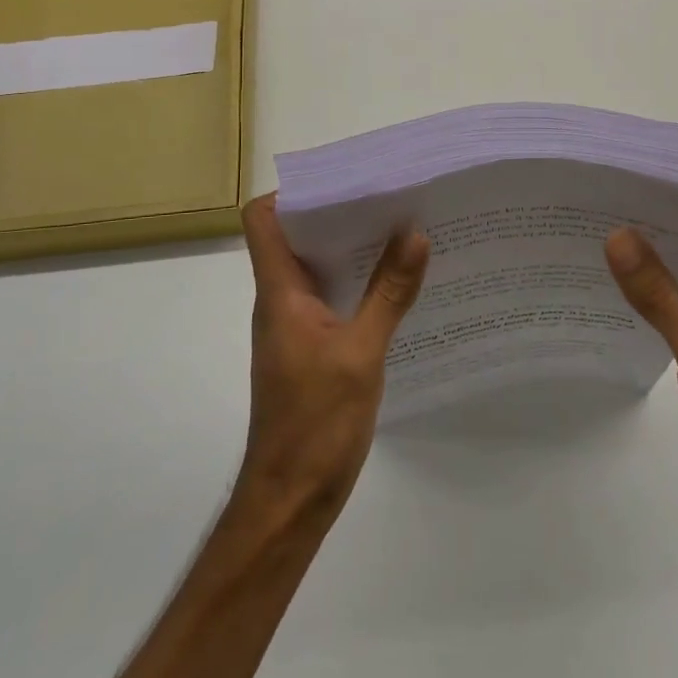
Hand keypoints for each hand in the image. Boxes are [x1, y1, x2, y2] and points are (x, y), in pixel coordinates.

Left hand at [237, 194, 429, 525]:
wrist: (291, 500)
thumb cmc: (316, 424)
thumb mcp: (361, 354)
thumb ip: (388, 293)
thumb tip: (414, 232)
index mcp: (280, 292)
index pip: (263, 220)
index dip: (294, 191)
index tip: (344, 177)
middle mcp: (282, 301)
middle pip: (296, 236)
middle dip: (339, 211)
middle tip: (390, 194)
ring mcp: (296, 326)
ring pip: (318, 267)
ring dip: (352, 246)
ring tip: (402, 227)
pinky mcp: (313, 349)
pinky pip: (333, 297)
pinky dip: (359, 281)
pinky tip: (398, 283)